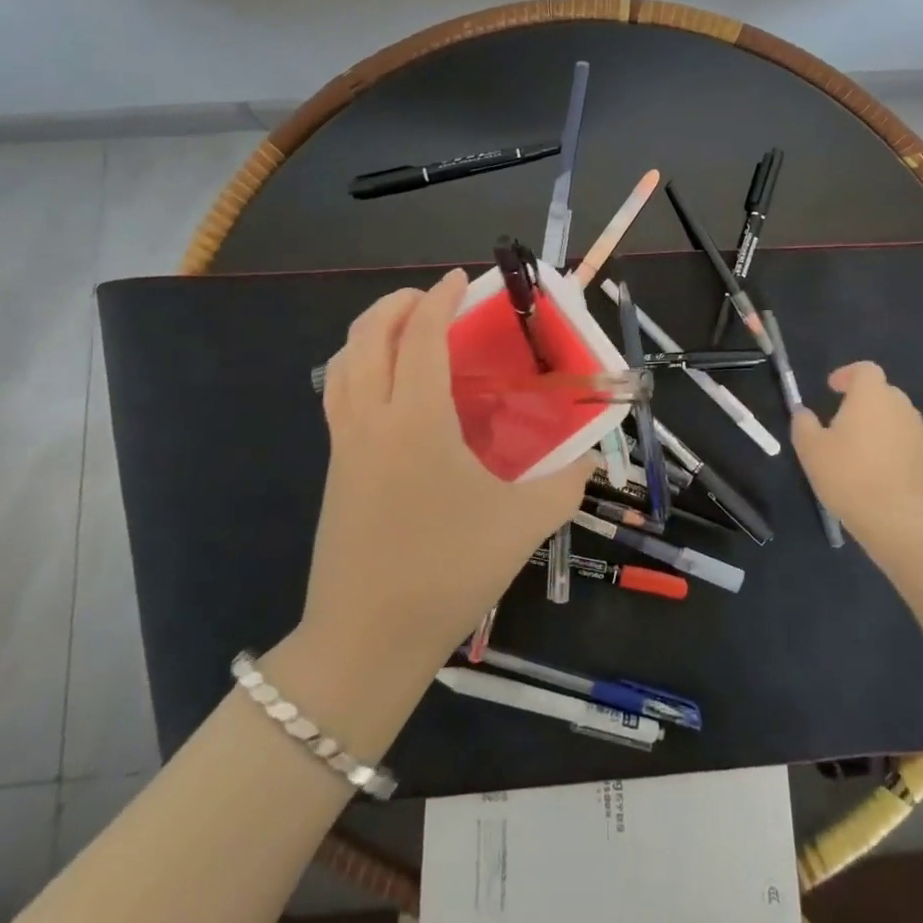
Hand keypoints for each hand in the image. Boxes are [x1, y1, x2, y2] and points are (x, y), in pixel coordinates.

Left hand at [302, 269, 592, 678]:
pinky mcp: (333, 468)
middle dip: (395, 304)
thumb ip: (567, 483)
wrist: (366, 642)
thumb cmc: (447, 573)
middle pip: (367, 336)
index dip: (439, 299)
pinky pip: (337, 394)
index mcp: (416, 421)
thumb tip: (590, 459)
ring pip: (341, 363)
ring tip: (403, 329)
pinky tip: (386, 387)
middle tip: (430, 298)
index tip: (460, 280)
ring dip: (369, 331)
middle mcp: (371, 419)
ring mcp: (343, 444)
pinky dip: (357, 366)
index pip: (419, 336)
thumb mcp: (524, 525)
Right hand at [791, 362, 922, 550]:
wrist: (904, 521)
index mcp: (872, 396)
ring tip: (856, 452)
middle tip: (841, 422)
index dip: (847, 375)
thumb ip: (803, 425)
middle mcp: (900, 407)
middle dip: (862, 402)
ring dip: (877, 427)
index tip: (832, 388)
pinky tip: (875, 476)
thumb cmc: (851, 476)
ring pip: (895, 420)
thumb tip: (804, 414)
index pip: (865, 370)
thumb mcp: (811, 450)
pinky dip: (890, 451)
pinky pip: (905, 445)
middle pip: (882, 393)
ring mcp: (919, 435)